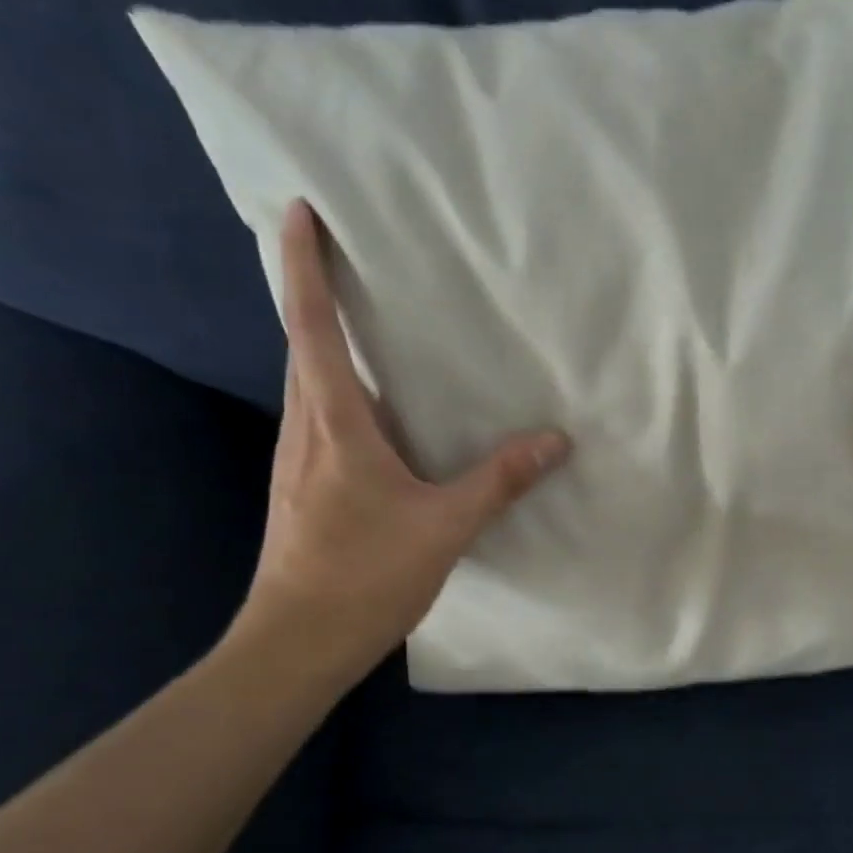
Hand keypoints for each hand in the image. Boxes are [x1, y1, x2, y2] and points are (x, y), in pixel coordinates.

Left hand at [234, 200, 569, 686]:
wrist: (299, 641)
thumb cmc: (365, 574)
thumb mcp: (445, 526)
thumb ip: (499, 481)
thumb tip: (555, 441)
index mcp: (333, 422)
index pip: (311, 325)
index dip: (304, 266)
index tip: (300, 211)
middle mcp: (305, 429)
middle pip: (304, 346)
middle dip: (318, 297)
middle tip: (353, 263)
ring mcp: (297, 462)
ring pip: (312, 387)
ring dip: (330, 349)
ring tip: (374, 332)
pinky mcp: (304, 490)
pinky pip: (323, 423)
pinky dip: (344, 398)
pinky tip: (382, 419)